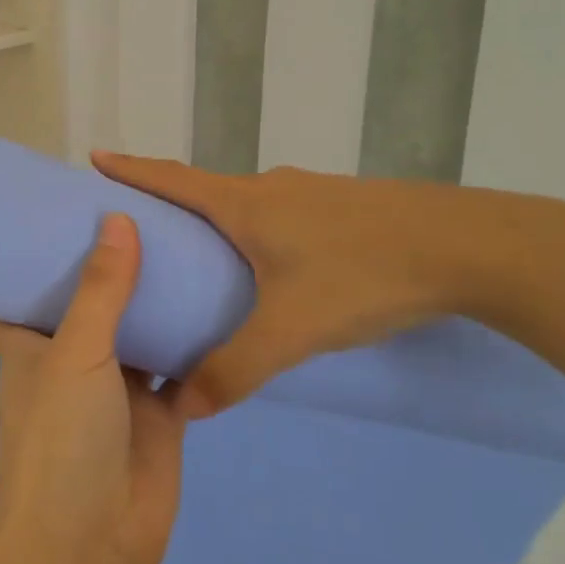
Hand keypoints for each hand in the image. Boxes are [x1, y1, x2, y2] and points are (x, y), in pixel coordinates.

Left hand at [0, 214, 185, 563]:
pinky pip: (177, 364)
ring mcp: (116, 385)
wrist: (92, 546)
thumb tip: (117, 217)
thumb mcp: (74, 352)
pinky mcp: (158, 412)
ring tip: (182, 237)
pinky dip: (192, 339)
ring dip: (154, 297)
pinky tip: (215, 294)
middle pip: (89, 301)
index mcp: (31, 343)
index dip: (32, 253)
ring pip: (137, 328)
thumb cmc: (62, 439)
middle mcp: (70, 358)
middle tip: (139, 207)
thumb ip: (101, 288)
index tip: (55, 208)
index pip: (20, 288)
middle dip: (108, 265)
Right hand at [93, 153, 547, 417]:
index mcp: (245, 204)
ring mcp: (311, 193)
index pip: (171, 178)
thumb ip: (235, 369)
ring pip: (249, 205)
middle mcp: (271, 188)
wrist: (469, 247)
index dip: (130, 168)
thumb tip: (184, 406)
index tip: (96, 157)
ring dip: (219, 222)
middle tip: (145, 232)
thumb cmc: (363, 276)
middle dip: (170, 204)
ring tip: (205, 259)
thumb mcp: (292, 330)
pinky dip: (258, 232)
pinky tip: (275, 268)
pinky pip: (282, 215)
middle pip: (206, 190)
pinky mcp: (344, 206)